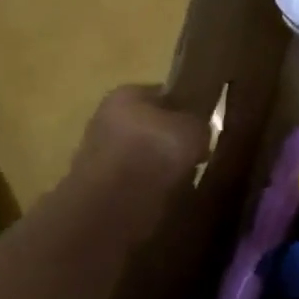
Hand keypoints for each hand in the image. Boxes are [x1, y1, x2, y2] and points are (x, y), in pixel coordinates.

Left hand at [65, 85, 210, 213]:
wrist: (117, 204)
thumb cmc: (158, 150)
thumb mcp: (196, 126)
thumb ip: (199, 122)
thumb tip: (198, 130)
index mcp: (126, 95)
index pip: (162, 94)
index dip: (185, 108)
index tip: (202, 125)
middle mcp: (105, 118)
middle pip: (149, 125)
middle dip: (170, 139)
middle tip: (196, 152)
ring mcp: (96, 155)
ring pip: (141, 154)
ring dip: (159, 165)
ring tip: (183, 176)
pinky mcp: (96, 187)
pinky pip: (133, 180)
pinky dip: (149, 186)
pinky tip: (166, 194)